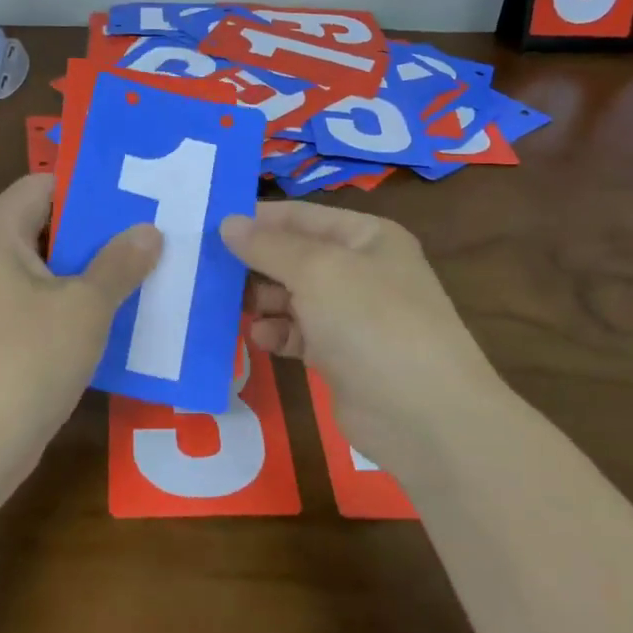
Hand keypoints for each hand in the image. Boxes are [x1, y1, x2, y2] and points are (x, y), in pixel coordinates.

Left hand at [0, 174, 160, 476]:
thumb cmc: (27, 360)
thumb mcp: (85, 306)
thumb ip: (120, 263)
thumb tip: (149, 231)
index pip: (40, 185)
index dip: (86, 186)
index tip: (134, 195)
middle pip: (43, 225)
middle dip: (95, 230)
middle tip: (148, 232)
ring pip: (43, 268)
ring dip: (88, 269)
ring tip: (142, 270)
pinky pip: (35, 301)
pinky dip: (70, 302)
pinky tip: (113, 314)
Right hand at [220, 202, 506, 471]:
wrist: (424, 416)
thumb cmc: (371, 322)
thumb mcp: (317, 271)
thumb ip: (268, 246)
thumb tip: (228, 223)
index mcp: (366, 237)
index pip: (301, 216)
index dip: (257, 219)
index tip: (209, 226)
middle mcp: (361, 270)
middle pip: (294, 257)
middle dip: (255, 263)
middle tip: (208, 270)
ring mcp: (353, 316)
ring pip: (293, 296)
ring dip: (262, 300)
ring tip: (231, 306)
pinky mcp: (341, 356)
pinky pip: (299, 334)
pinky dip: (277, 333)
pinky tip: (259, 338)